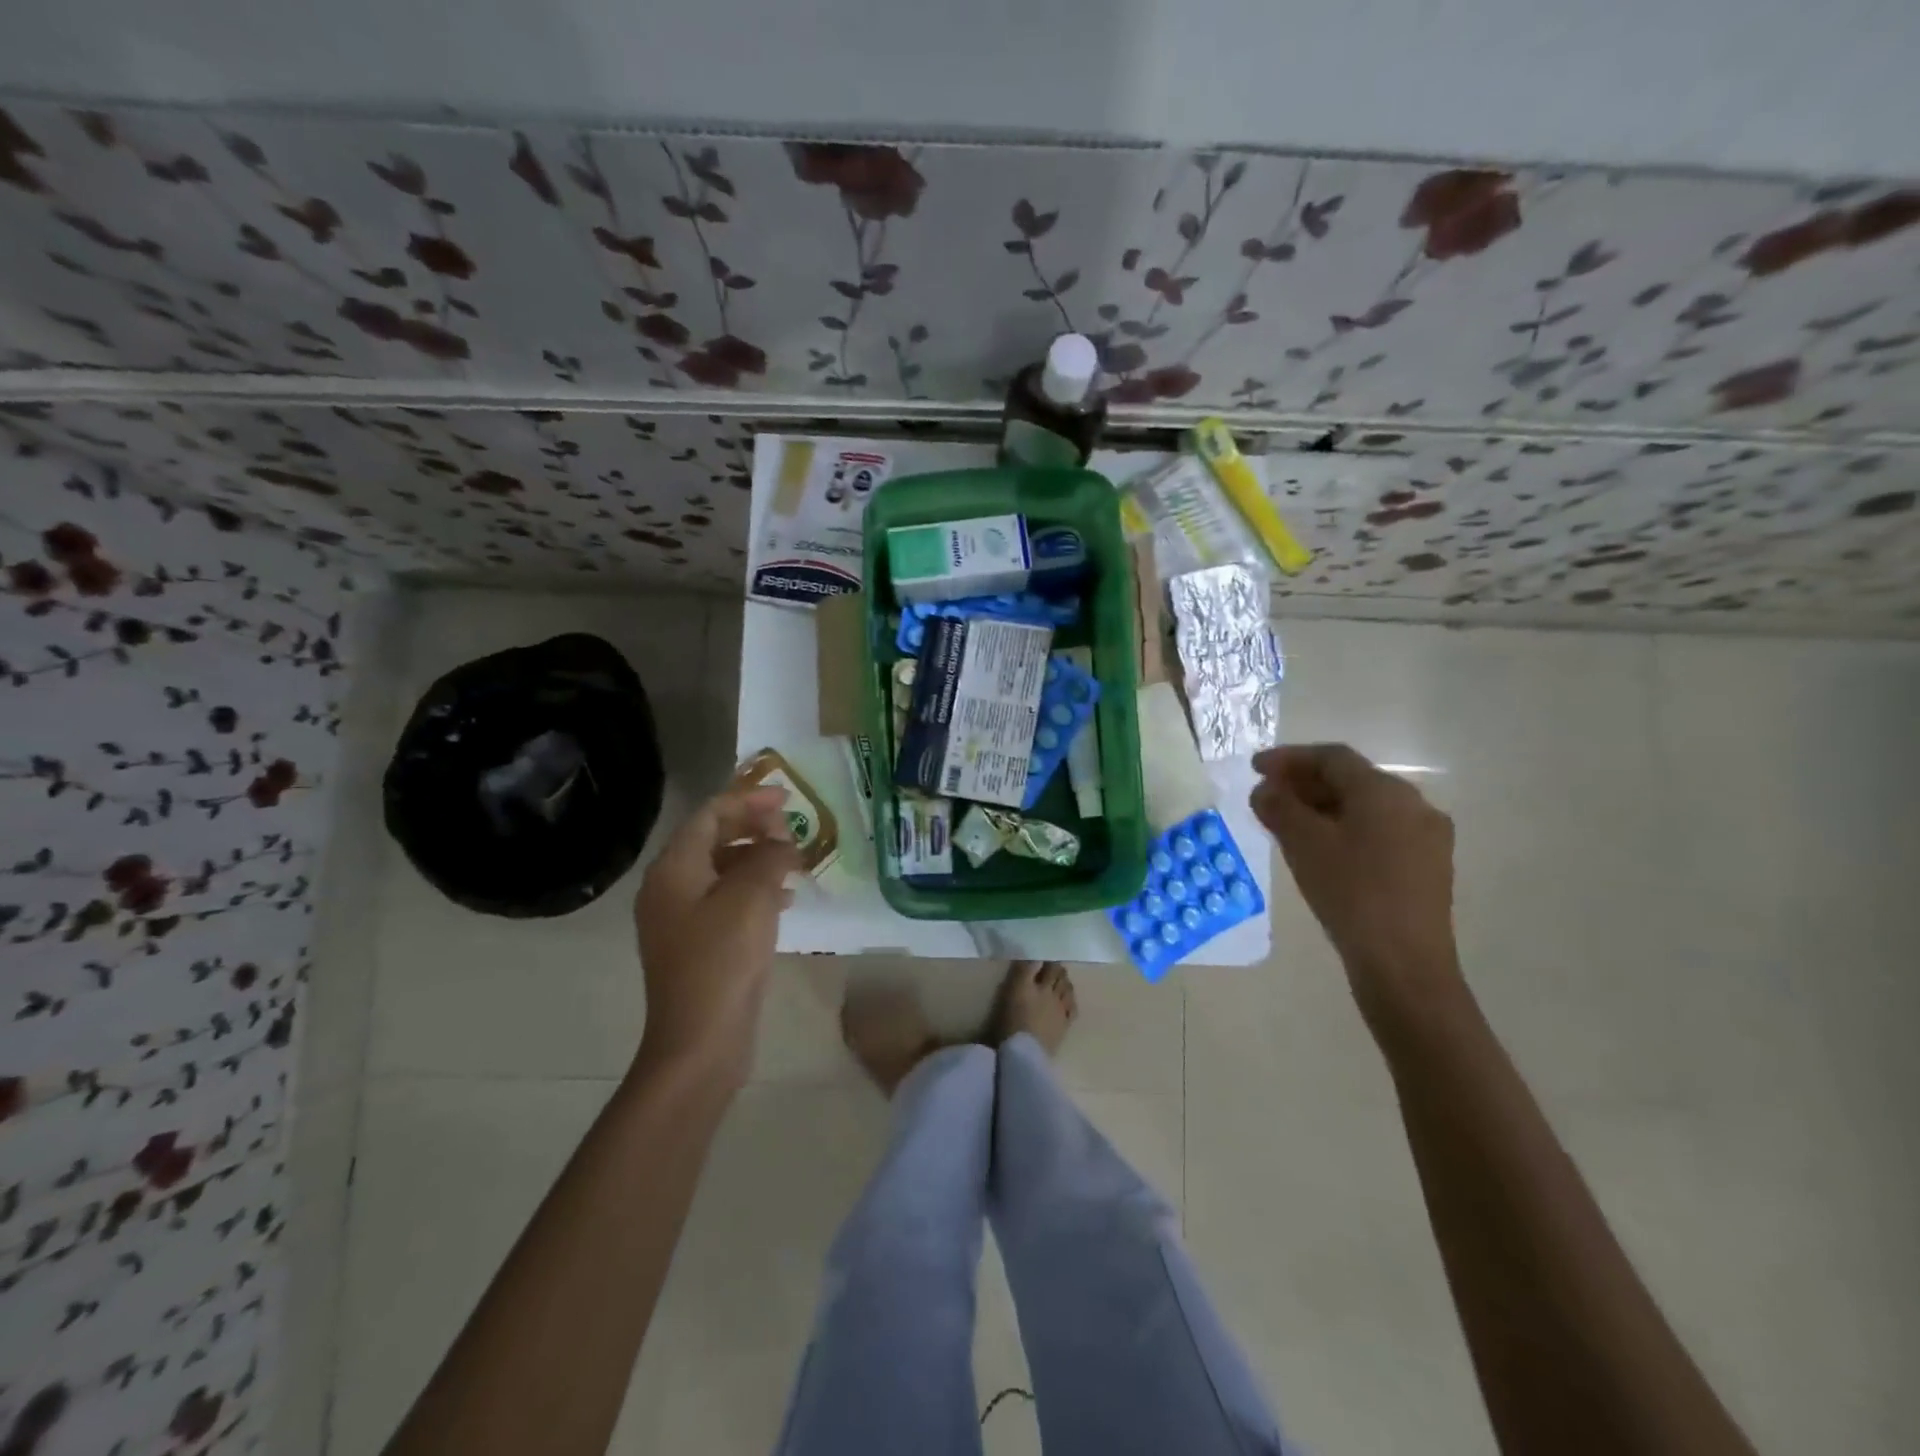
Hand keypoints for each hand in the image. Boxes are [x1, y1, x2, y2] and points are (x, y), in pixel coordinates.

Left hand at [633, 785, 801, 1088]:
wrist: (700, 1041)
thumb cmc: (723, 960)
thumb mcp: (752, 897)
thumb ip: (769, 856)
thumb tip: (780, 841)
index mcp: (673, 869)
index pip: (709, 814)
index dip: (748, 799)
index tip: (788, 798)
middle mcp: (670, 888)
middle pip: (713, 839)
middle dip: (754, 828)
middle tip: (793, 829)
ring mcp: (681, 919)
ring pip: (723, 870)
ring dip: (758, 859)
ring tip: (795, 861)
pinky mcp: (697, 945)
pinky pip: (726, 900)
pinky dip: (755, 890)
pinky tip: (786, 899)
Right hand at [1251, 744, 1462, 1015]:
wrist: (1403, 963)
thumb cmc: (1350, 892)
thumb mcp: (1303, 844)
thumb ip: (1279, 807)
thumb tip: (1265, 790)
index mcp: (1385, 791)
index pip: (1332, 758)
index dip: (1289, 758)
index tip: (1255, 768)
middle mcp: (1414, 805)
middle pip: (1352, 780)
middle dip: (1305, 783)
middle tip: (1268, 795)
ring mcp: (1426, 838)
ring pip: (1366, 808)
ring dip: (1324, 807)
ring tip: (1288, 823)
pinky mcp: (1427, 867)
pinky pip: (1379, 832)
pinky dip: (1345, 829)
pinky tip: (1322, 850)